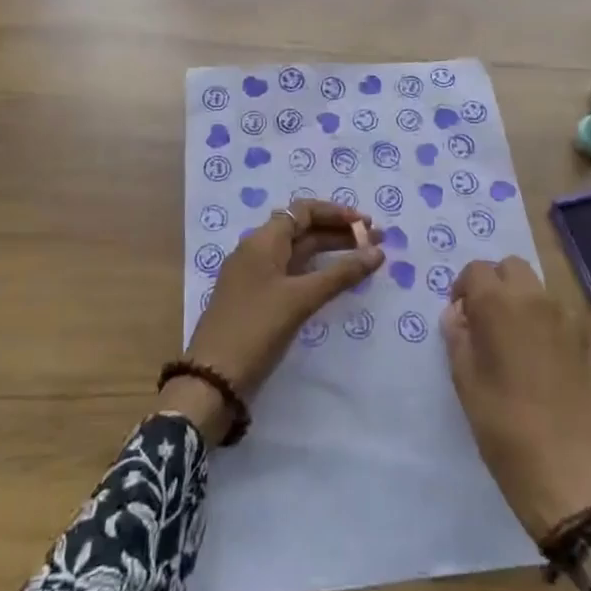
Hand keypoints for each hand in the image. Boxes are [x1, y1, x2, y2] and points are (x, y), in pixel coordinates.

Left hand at [163, 201, 384, 442]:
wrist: (213, 379)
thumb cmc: (256, 328)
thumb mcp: (301, 299)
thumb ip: (341, 274)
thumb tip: (377, 252)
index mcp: (263, 240)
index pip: (303, 211)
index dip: (336, 213)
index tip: (366, 225)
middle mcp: (257, 250)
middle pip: (303, 229)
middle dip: (339, 233)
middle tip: (376, 243)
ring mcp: (255, 275)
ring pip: (298, 253)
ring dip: (330, 252)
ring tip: (363, 259)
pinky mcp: (257, 299)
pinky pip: (291, 273)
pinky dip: (316, 272)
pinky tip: (335, 283)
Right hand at [442, 257, 590, 544]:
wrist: (569, 470)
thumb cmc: (504, 425)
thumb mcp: (465, 382)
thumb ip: (458, 337)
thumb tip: (457, 314)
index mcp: (499, 303)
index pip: (475, 270)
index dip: (462, 288)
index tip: (458, 317)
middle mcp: (534, 298)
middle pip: (510, 267)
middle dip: (493, 283)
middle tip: (481, 320)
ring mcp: (563, 317)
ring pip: (534, 286)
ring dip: (516, 298)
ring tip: (505, 338)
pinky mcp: (581, 340)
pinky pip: (552, 311)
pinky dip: (537, 317)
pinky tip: (530, 355)